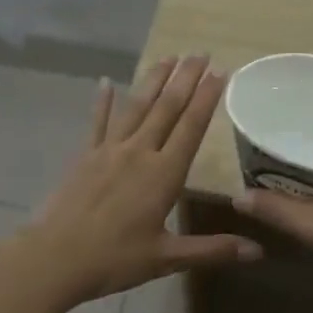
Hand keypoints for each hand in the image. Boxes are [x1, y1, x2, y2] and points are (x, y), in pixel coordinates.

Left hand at [23, 54, 261, 303]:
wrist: (54, 257)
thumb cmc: (114, 259)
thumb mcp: (167, 258)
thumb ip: (212, 249)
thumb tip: (258, 251)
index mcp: (163, 175)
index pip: (191, 127)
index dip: (207, 98)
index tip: (220, 71)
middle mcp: (139, 153)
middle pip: (167, 108)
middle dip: (185, 79)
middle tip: (200, 52)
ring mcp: (108, 150)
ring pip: (136, 107)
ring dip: (153, 80)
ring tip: (169, 57)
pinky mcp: (84, 156)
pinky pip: (97, 122)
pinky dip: (102, 101)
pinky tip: (105, 82)